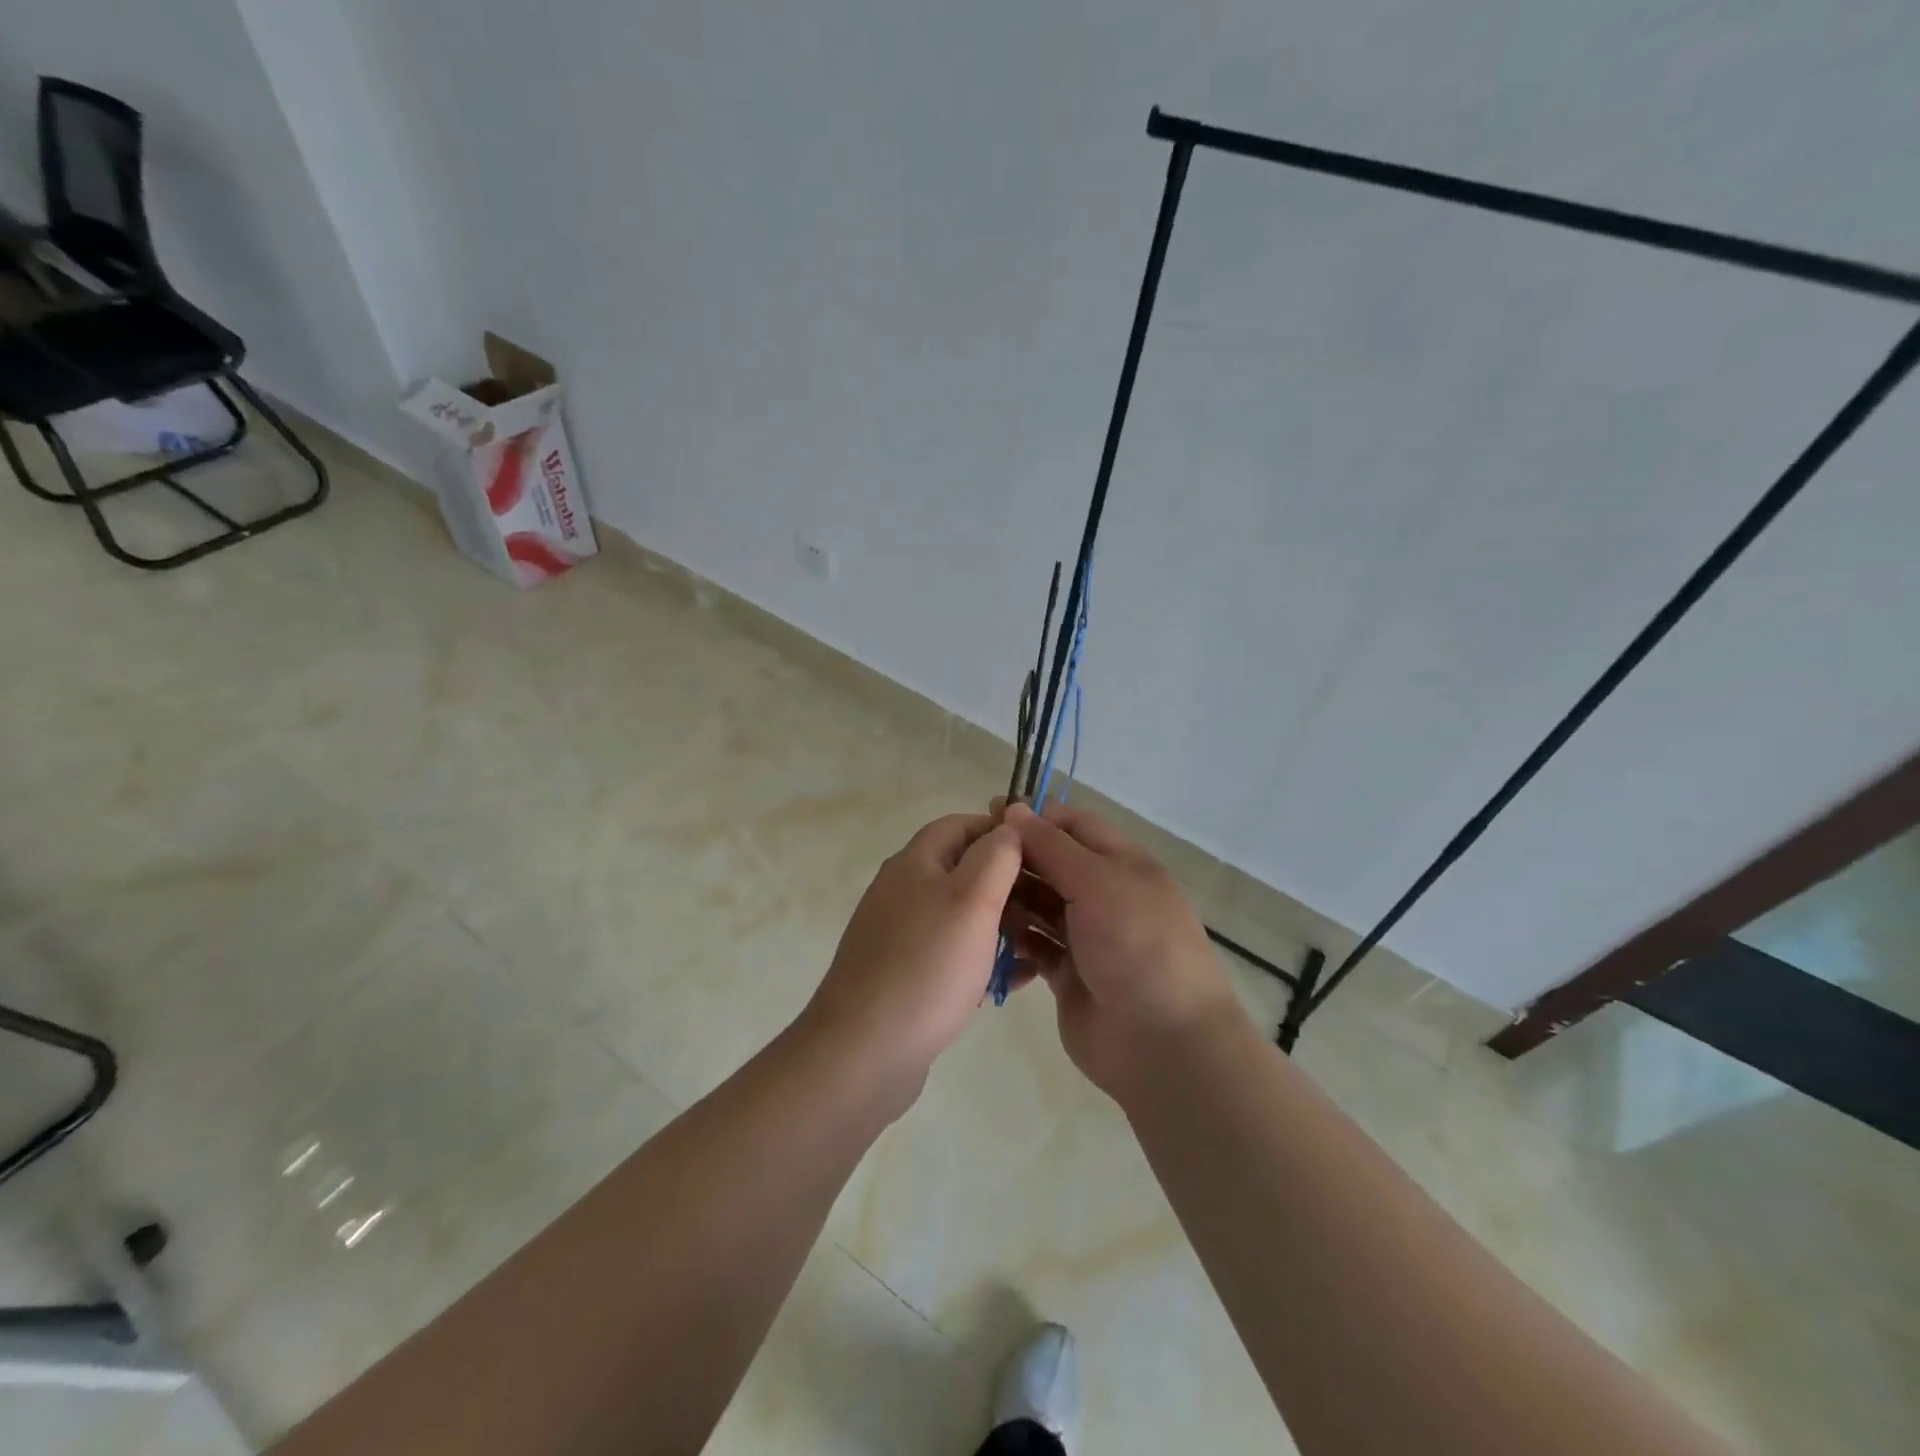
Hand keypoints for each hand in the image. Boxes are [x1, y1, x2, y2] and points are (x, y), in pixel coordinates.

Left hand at [797, 813, 1022, 1112]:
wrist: (864, 1052)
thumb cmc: (927, 967)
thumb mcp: (972, 900)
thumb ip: (996, 857)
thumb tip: (1008, 826)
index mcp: (914, 863)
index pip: (961, 824)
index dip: (1001, 831)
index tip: (1042, 853)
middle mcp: (902, 891)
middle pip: (962, 870)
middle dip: (1006, 884)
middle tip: (1047, 906)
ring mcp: (900, 935)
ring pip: (960, 916)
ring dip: (999, 926)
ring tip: (1037, 947)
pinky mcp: (903, 974)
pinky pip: (951, 955)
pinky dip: (981, 960)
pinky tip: (1012, 982)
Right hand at [1002, 801, 1246, 1101]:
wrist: (1161, 1042)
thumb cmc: (1135, 945)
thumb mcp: (1097, 883)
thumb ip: (1052, 846)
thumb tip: (1015, 808)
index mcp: (1123, 864)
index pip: (1074, 825)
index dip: (1035, 816)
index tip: (989, 813)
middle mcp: (1105, 895)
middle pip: (1053, 863)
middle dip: (1017, 858)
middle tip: (971, 858)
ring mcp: (1087, 936)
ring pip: (1040, 904)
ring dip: (1011, 898)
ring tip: (974, 897)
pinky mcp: (1069, 973)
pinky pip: (1035, 946)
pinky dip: (1015, 939)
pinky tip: (987, 935)